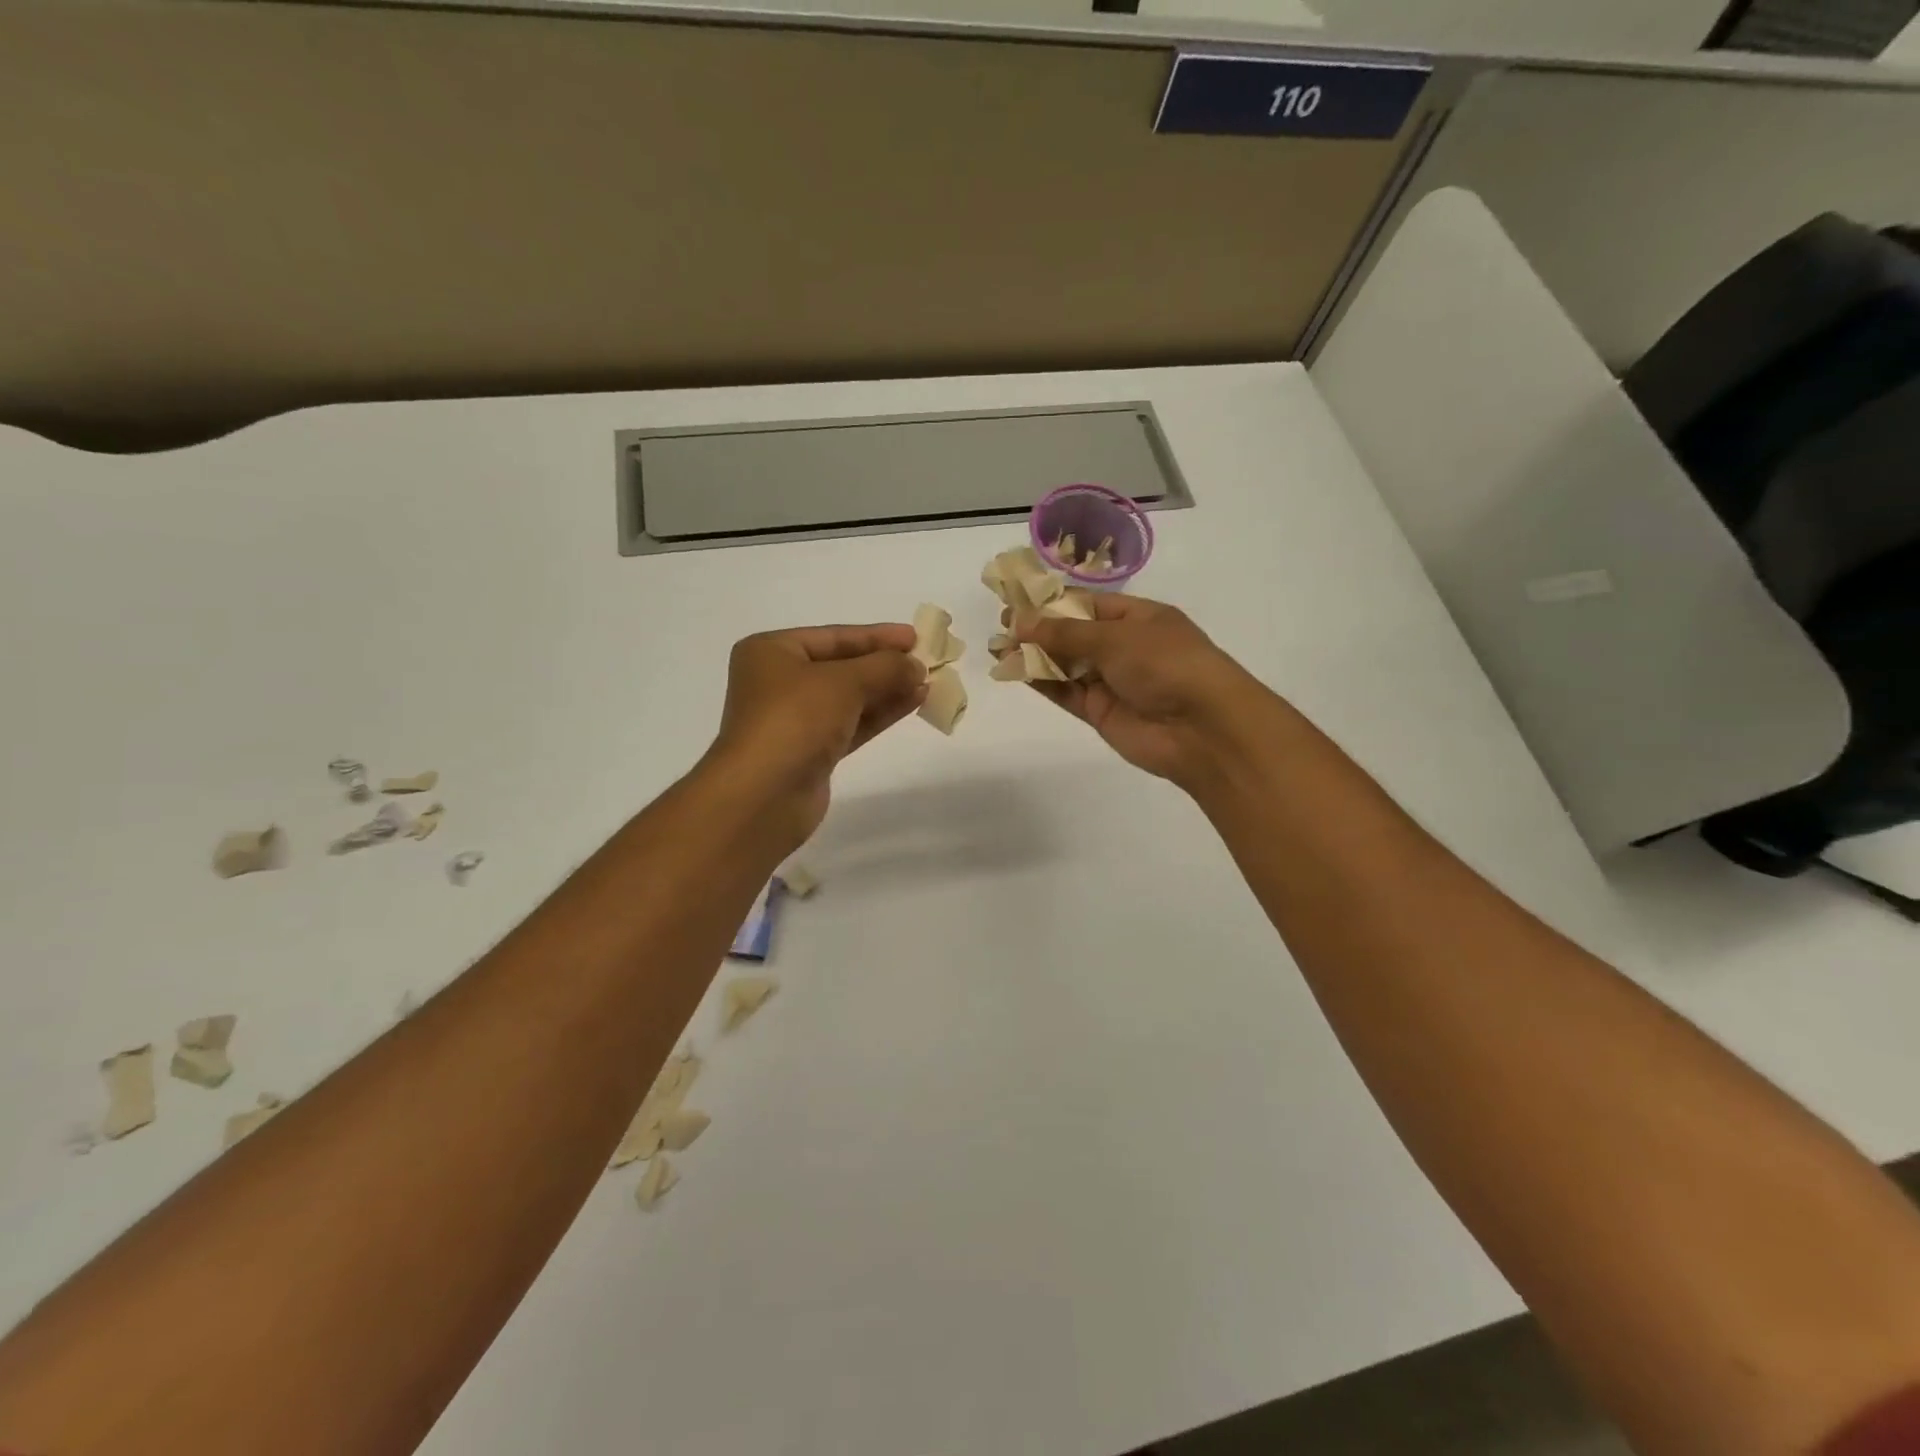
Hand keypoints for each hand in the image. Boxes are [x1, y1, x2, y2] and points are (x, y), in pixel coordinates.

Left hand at [702, 623, 926, 843]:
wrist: (764, 795)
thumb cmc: (795, 720)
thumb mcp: (844, 682)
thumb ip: (885, 667)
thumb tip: (916, 665)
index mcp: (772, 652)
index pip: (833, 636)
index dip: (876, 636)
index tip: (915, 636)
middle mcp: (779, 682)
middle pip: (842, 666)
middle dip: (884, 665)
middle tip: (927, 661)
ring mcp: (794, 720)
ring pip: (849, 698)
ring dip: (887, 690)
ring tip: (927, 683)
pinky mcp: (811, 752)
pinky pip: (851, 724)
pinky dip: (880, 714)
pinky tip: (912, 704)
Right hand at [1014, 595, 1269, 789]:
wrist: (1201, 728)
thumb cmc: (1166, 664)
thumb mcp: (1115, 637)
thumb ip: (1064, 633)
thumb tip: (1019, 622)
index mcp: (1139, 618)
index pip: (1088, 604)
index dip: (1053, 603)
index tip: (1017, 601)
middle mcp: (1124, 647)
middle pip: (1073, 635)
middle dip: (1039, 630)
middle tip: (1001, 627)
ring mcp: (1112, 681)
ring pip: (1066, 665)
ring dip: (1034, 657)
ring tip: (998, 649)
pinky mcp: (1100, 712)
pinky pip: (1066, 692)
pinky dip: (1042, 682)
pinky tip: (1014, 671)